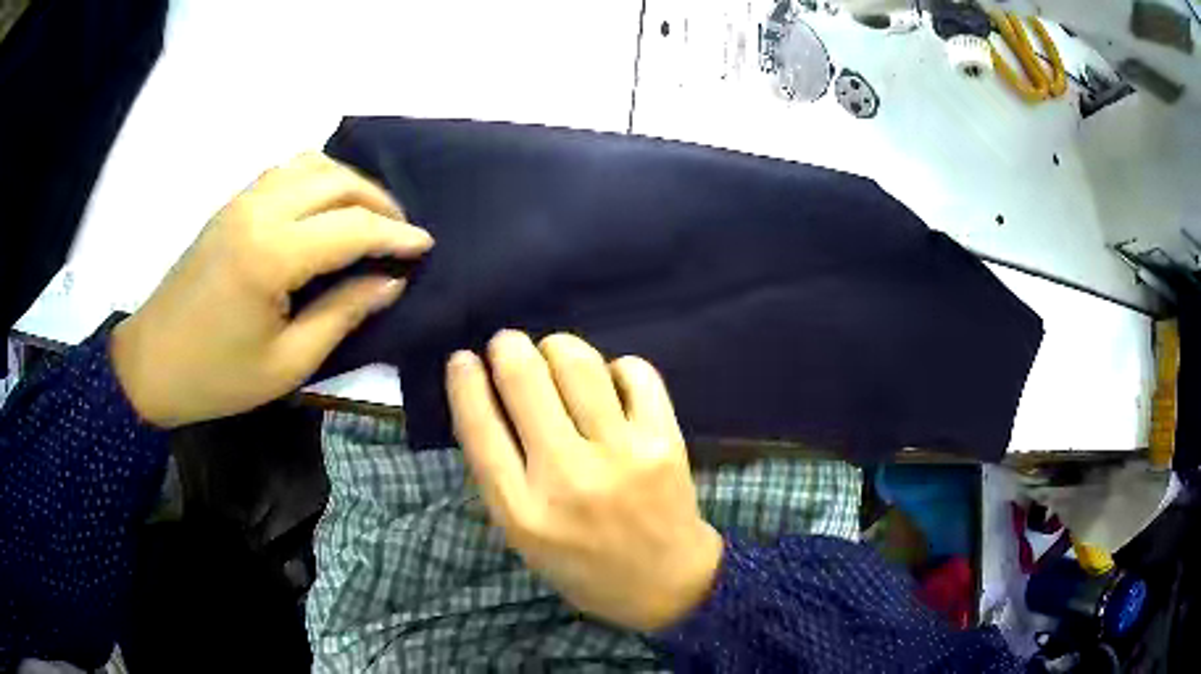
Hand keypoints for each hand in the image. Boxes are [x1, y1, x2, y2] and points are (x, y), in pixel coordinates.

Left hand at [110, 152, 432, 427]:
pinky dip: (317, 179)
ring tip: (367, 216)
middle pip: (336, 181)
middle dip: (379, 202)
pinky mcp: (231, 205)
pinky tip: (324, 208)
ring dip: (348, 184)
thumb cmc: (217, 377)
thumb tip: (390, 283)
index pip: (351, 228)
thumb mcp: (287, 363)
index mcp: (271, 255)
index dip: (396, 236)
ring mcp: (241, 201)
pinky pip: (286, 172)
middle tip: (401, 234)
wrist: (151, 364)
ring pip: (312, 165)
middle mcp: (259, 212)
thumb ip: (342, 314)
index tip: (426, 247)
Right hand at [447, 330, 722, 631]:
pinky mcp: (665, 441)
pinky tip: (608, 380)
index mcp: (523, 511)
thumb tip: (485, 398)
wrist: (667, 583)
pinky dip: (615, 366)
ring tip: (553, 354)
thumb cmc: (584, 565)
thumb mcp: (523, 537)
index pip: (479, 426)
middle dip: (507, 346)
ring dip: (556, 346)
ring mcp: (621, 456)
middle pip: (525, 380)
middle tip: (506, 345)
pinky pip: (635, 373)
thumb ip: (500, 476)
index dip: (464, 381)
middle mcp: (568, 477)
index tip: (461, 359)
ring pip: (578, 364)